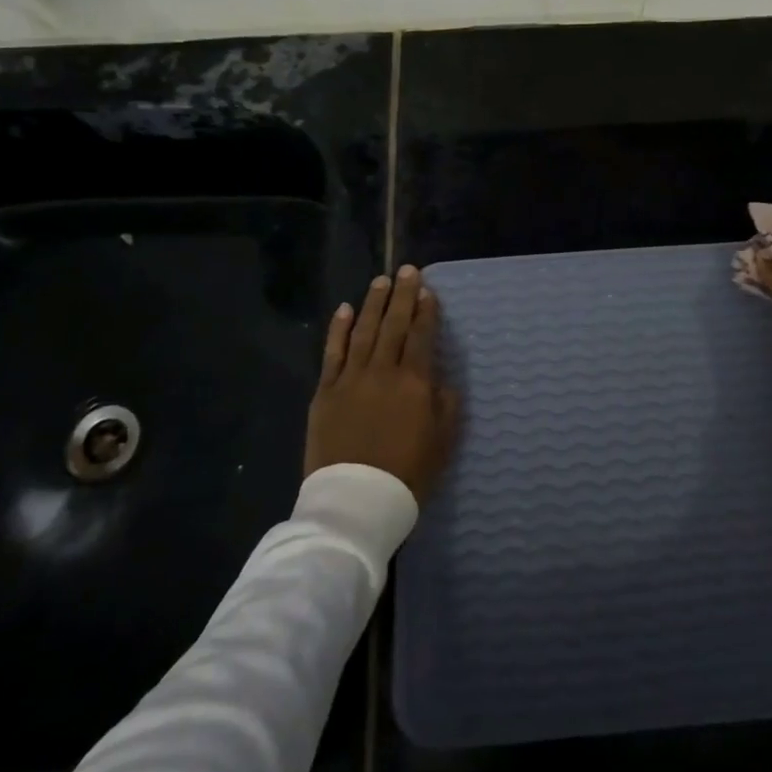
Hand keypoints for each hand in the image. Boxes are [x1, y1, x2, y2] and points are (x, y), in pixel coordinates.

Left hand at [304, 265, 459, 500]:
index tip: (429, 291)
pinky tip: (344, 310)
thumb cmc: (408, 473)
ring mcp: (351, 378)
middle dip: (403, 295)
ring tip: (381, 282)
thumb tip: (440, 377)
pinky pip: (333, 352)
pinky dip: (338, 329)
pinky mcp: (326, 392)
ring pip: (364, 331)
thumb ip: (445, 403)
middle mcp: (383, 371)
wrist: (356, 500)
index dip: (426, 312)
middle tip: (407, 270)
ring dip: (373, 304)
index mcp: (415, 382)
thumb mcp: (443, 440)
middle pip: (394, 325)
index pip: (422, 336)